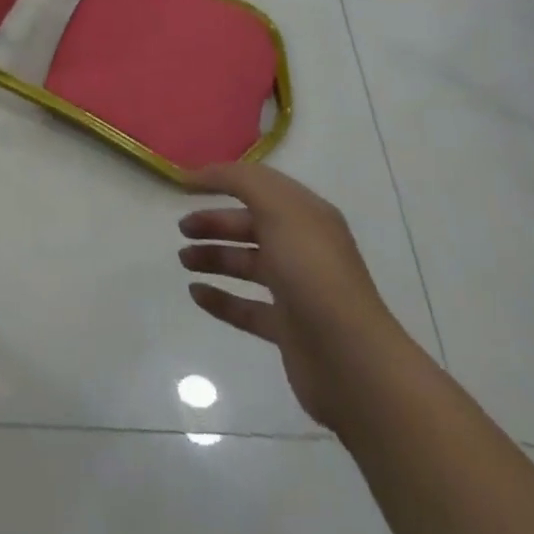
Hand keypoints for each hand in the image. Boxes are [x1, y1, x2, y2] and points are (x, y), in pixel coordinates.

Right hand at [179, 162, 404, 431]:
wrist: (351, 360)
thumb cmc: (313, 273)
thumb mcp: (278, 208)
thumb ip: (241, 181)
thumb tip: (202, 173)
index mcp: (306, 215)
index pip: (259, 186)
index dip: (223, 180)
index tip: (185, 185)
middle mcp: (303, 248)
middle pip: (250, 226)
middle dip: (215, 222)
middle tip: (182, 228)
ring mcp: (296, 291)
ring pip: (247, 265)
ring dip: (214, 257)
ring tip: (183, 259)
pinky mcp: (287, 329)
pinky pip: (246, 308)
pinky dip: (220, 299)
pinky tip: (196, 294)